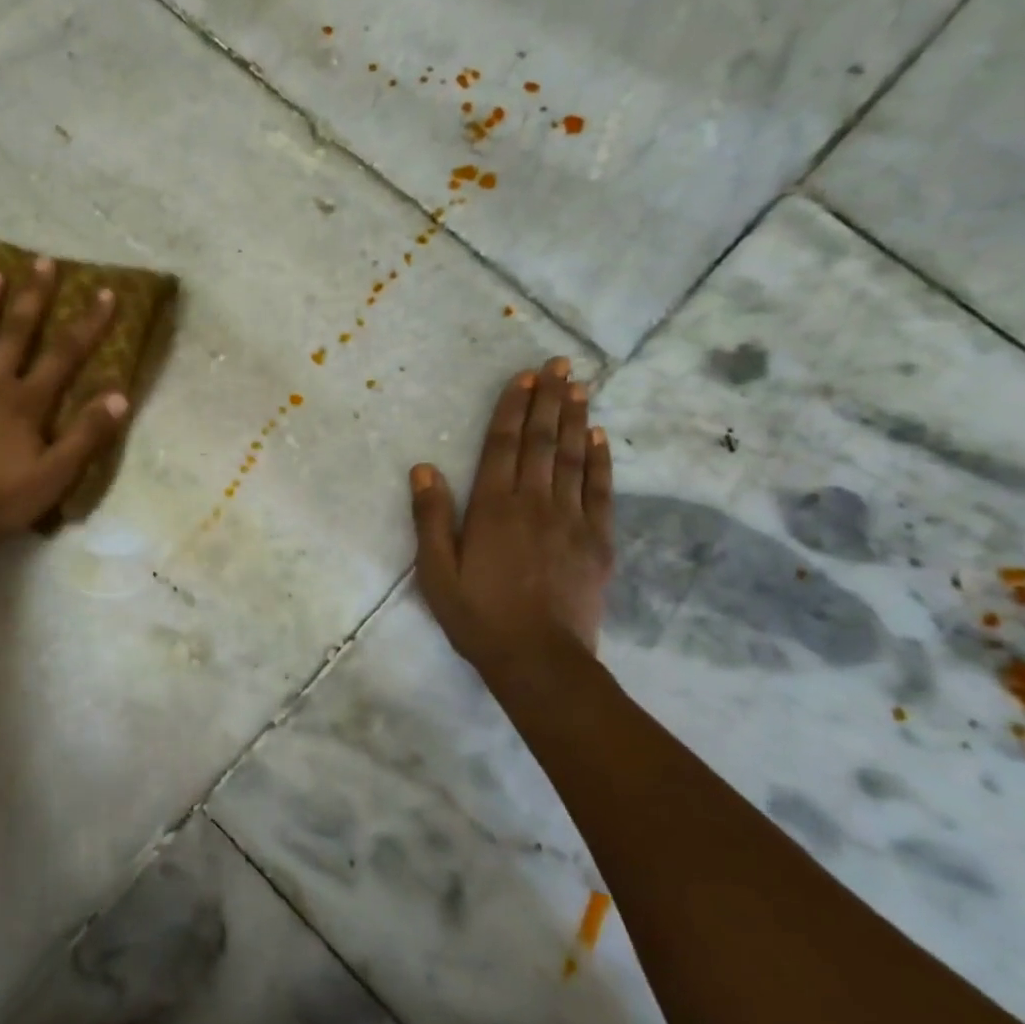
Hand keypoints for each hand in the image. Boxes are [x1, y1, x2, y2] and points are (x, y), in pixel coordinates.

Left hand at [0, 258, 127, 558]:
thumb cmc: (0, 502)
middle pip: (16, 333)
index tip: (104, 292)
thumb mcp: (55, 476)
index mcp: (25, 402)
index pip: (64, 354)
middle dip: (33, 296)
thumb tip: (119, 396)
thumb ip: (86, 435)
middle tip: (42, 261)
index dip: (88, 323)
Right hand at [409, 357, 613, 672]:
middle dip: (549, 399)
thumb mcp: (436, 572)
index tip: (524, 377)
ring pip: (573, 458)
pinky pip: (600, 491)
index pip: (502, 446)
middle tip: (559, 364)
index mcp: (493, 509)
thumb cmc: (479, 616)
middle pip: (542, 441)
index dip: (512, 408)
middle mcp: (534, 503)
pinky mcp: (598, 541)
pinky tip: (600, 437)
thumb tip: (423, 468)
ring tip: (580, 386)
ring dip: (576, 419)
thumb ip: (431, 518)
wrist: (539, 660)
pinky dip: (601, 461)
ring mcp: (571, 520)